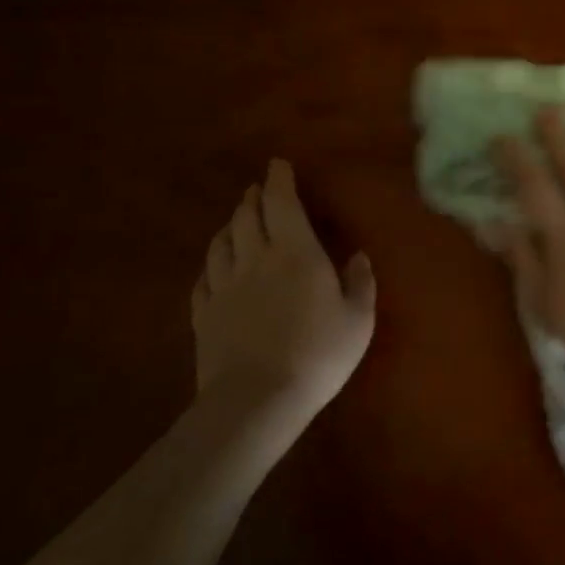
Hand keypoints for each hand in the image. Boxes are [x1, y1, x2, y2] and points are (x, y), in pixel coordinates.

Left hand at [190, 159, 375, 415]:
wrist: (257, 400)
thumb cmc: (318, 354)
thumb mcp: (358, 319)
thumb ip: (360, 283)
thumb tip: (358, 256)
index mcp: (295, 252)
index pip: (282, 202)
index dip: (279, 180)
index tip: (278, 164)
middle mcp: (255, 259)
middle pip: (247, 216)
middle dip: (253, 198)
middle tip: (259, 190)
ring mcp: (224, 287)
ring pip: (221, 242)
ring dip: (231, 225)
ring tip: (238, 220)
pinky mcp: (204, 314)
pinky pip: (204, 278)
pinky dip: (212, 263)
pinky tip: (217, 267)